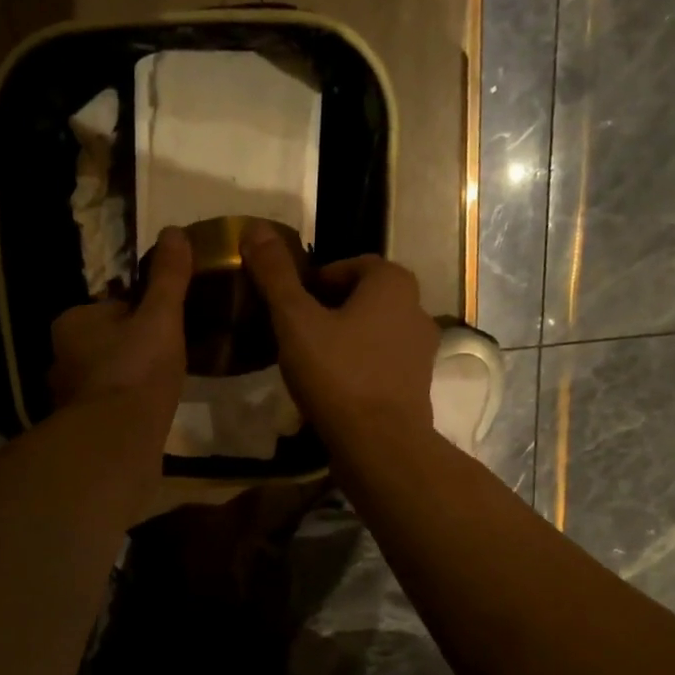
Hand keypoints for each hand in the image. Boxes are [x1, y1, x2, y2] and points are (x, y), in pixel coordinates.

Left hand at [49, 226, 193, 421]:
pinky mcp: (79, 428)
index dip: (142, 315)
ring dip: (127, 380)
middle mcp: (60, 357)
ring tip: (159, 389)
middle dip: (131, 349)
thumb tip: (174, 231)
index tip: (166, 327)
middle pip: (106, 343)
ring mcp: (67, 396)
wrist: (117, 438)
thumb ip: (167, 278)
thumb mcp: (161, 316)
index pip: (112, 308)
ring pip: (105, 377)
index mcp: (72, 322)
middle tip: (166, 360)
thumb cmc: (137, 369)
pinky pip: (106, 407)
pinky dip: (123, 408)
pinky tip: (145, 415)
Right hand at [243, 221, 436, 450]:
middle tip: (296, 334)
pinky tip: (333, 390)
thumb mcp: (295, 321)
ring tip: (311, 363)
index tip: (290, 306)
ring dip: (345, 341)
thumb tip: (254, 229)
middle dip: (330, 311)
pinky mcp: (416, 386)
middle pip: (363, 299)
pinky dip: (359, 368)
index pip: (350, 266)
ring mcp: (421, 350)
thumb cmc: (337, 374)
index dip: (315, 282)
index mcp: (392, 282)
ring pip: (374, 333)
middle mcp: (416, 309)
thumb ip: (276, 275)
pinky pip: (381, 364)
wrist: (379, 445)